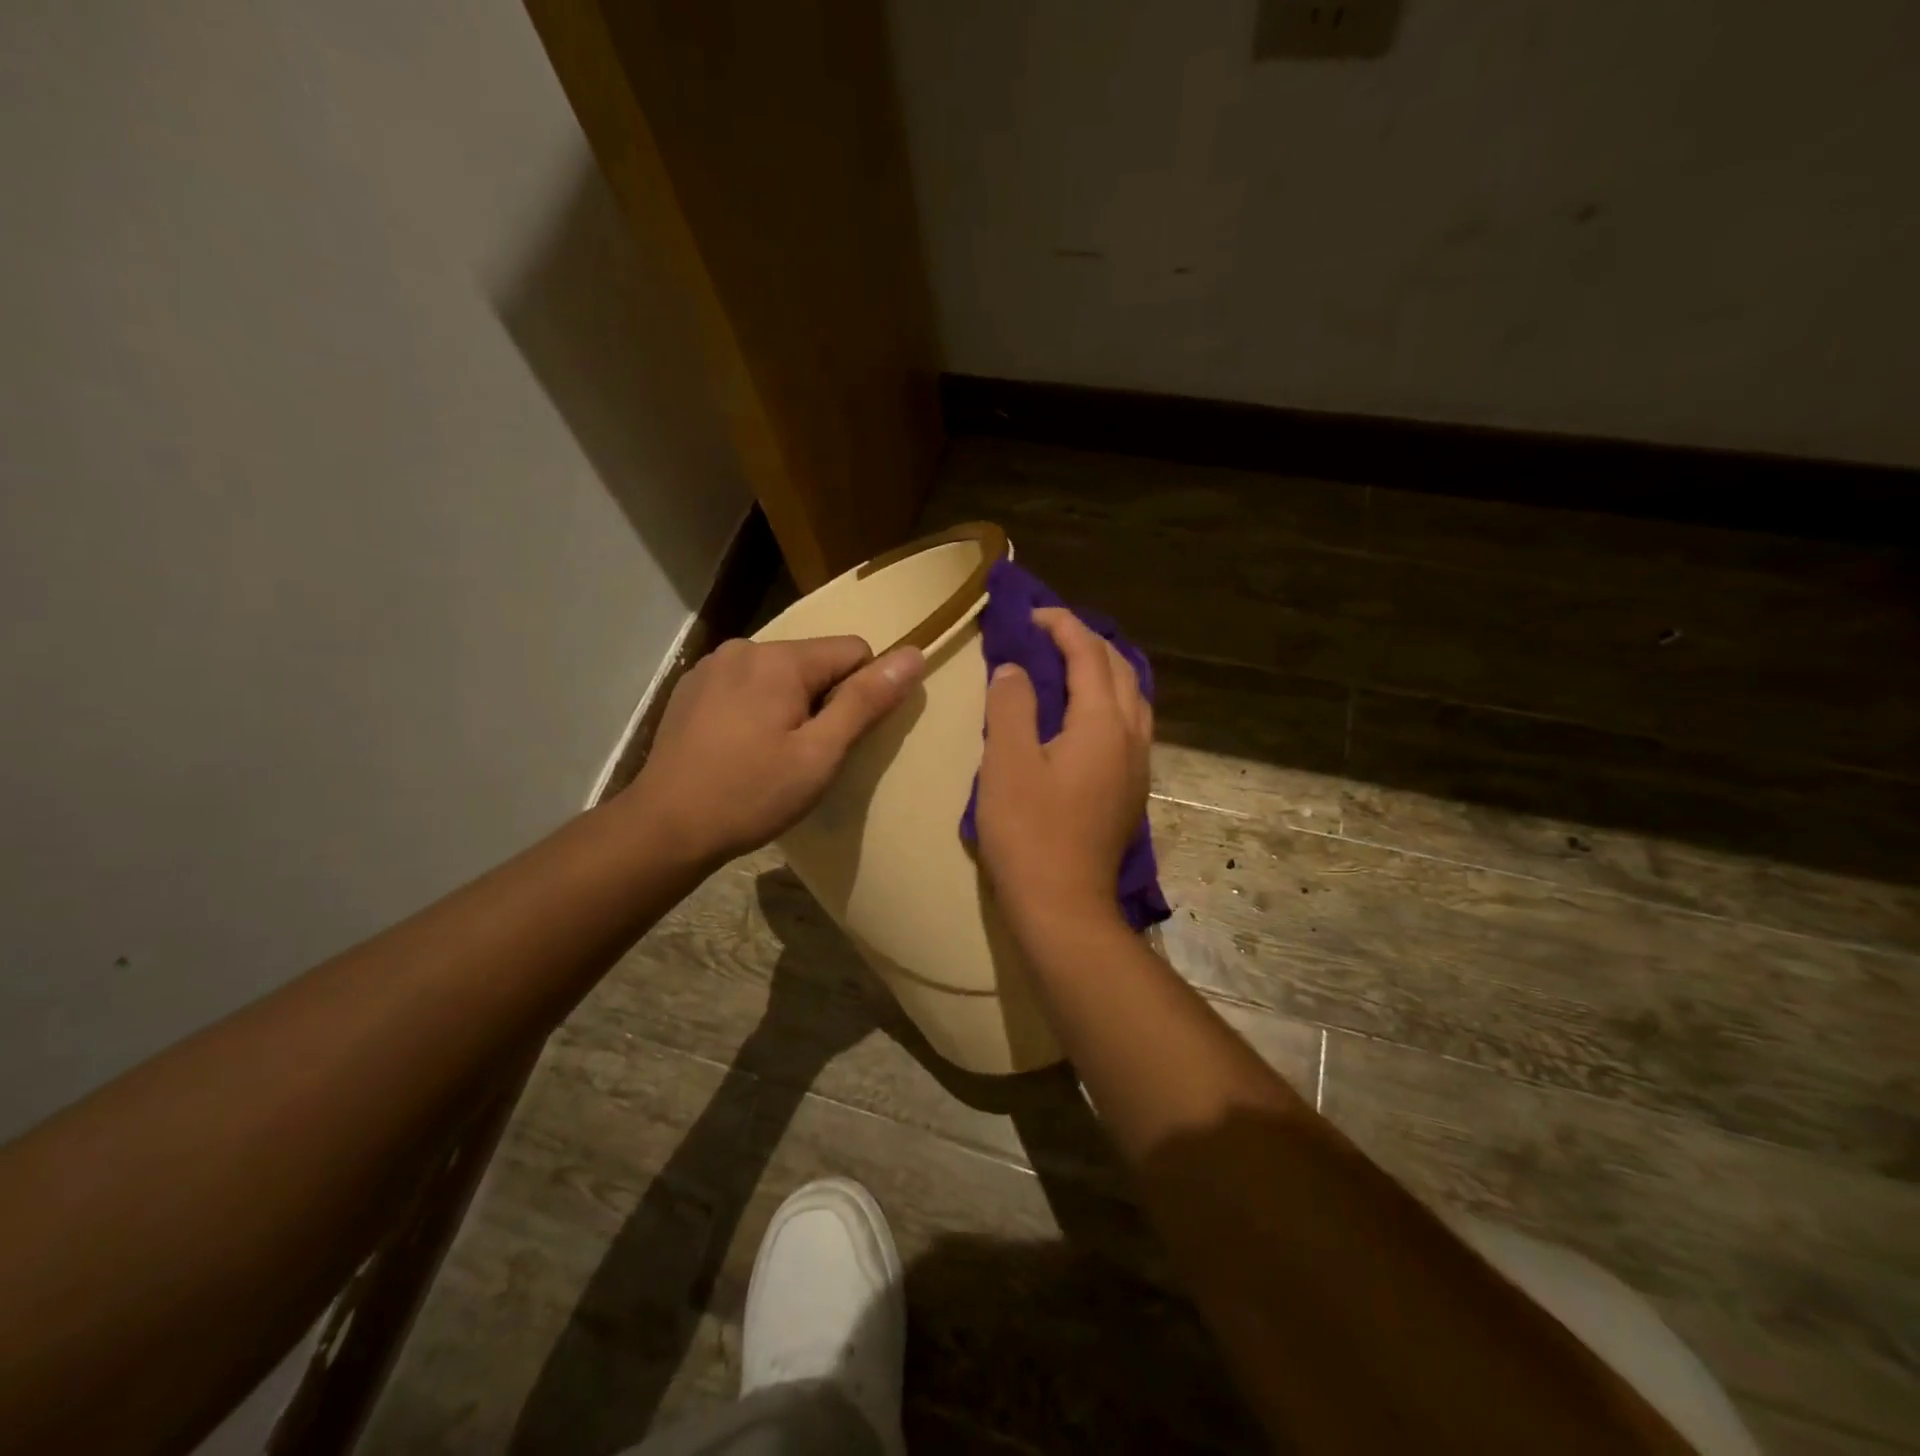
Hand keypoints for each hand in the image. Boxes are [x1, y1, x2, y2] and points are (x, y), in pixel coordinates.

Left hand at [626, 636, 923, 866]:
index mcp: (780, 659)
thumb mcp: (820, 754)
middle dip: (823, 700)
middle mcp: (745, 647)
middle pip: (814, 661)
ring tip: (771, 755)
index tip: (840, 739)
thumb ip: (866, 701)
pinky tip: (740, 748)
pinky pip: (746, 685)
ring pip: (779, 674)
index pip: (854, 651)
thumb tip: (914, 655)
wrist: (665, 827)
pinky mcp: (691, 688)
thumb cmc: (752, 794)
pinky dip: (756, 708)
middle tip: (805, 755)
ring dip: (790, 705)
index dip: (861, 693)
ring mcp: (712, 666)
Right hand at [977, 607, 1151, 936]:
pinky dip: (1109, 700)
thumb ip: (1011, 706)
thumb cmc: (1029, 833)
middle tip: (1048, 634)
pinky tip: (1085, 715)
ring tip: (1070, 665)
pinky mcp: (1131, 790)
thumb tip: (1015, 670)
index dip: (1061, 626)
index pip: (1088, 654)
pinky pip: (1129, 725)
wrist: (1064, 907)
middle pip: (1119, 669)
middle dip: (1087, 641)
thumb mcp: (1007, 762)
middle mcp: (1131, 736)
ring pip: (1132, 697)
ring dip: (1104, 670)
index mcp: (1102, 723)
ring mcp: (1137, 766)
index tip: (1030, 614)